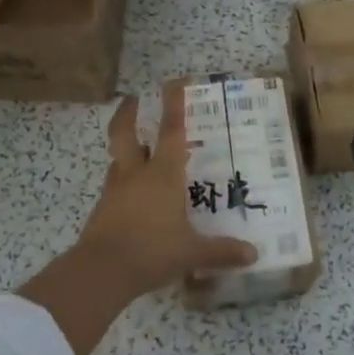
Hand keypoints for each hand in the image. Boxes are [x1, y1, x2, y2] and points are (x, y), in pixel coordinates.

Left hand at [19, 87, 257, 354]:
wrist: (100, 272)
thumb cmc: (151, 251)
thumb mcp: (192, 252)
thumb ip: (221, 251)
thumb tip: (253, 254)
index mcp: (162, 174)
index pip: (170, 131)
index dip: (173, 105)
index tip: (173, 82)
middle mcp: (136, 175)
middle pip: (125, 134)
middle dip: (128, 114)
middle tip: (132, 99)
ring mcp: (115, 192)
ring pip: (118, 160)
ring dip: (126, 150)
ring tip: (138, 151)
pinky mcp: (102, 211)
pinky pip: (115, 188)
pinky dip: (124, 183)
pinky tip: (135, 196)